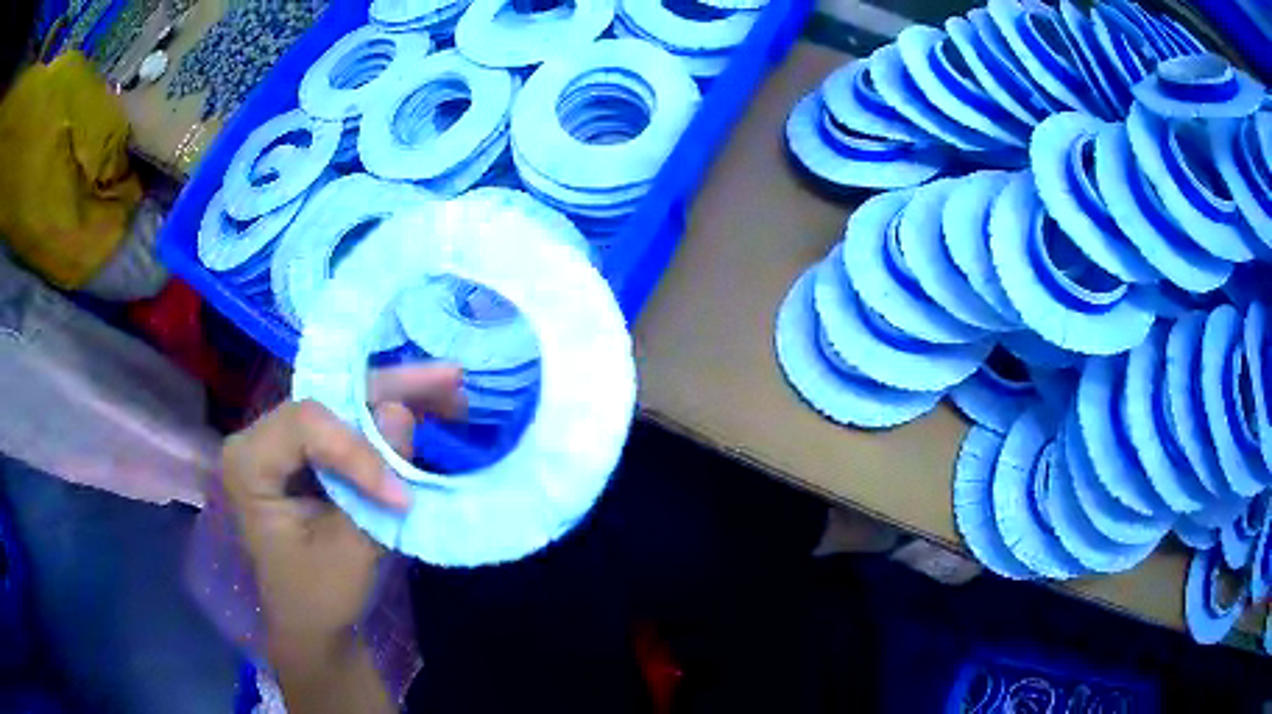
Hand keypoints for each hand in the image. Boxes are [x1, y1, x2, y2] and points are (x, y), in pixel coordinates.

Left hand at [221, 364, 462, 712]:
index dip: (357, 448)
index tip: (399, 495)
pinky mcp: (310, 450)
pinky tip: (432, 408)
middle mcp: (263, 436)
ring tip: (453, 390)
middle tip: (451, 381)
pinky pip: (352, 421)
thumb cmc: (319, 596)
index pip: (306, 424)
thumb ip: (369, 488)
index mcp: (250, 463)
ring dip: (400, 395)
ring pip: (347, 401)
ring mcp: (286, 439)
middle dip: (393, 389)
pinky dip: (392, 416)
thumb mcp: (348, 552)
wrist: (312, 622)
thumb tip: (399, 412)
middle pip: (331, 397)